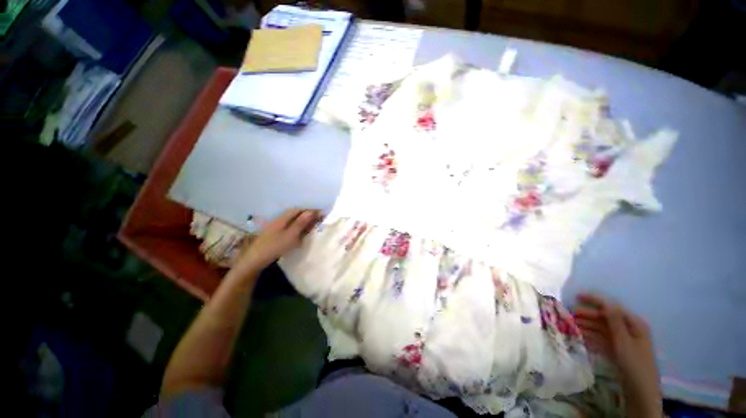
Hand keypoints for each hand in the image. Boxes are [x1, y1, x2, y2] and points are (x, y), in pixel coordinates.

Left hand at [236, 209, 320, 271]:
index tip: (322, 213)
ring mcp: (277, 228)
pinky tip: (302, 234)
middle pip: (296, 215)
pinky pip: (290, 228)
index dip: (310, 210)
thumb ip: (301, 223)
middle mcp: (280, 220)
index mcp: (283, 218)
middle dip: (308, 215)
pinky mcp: (276, 235)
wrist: (254, 260)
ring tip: (314, 225)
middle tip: (320, 219)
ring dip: (304, 222)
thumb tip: (312, 211)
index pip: (299, 210)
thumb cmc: (273, 247)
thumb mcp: (290, 235)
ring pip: (293, 221)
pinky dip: (299, 229)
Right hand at [574, 294, 661, 417]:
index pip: (612, 307)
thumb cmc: (634, 364)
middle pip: (605, 318)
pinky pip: (602, 340)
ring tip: (571, 325)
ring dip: (587, 326)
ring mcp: (623, 341)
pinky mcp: (617, 351)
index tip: (577, 296)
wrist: (640, 392)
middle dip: (587, 315)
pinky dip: (591, 338)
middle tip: (569, 314)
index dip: (595, 300)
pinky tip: (580, 338)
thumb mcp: (623, 342)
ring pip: (602, 329)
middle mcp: (628, 330)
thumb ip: (614, 321)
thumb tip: (606, 302)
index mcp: (634, 324)